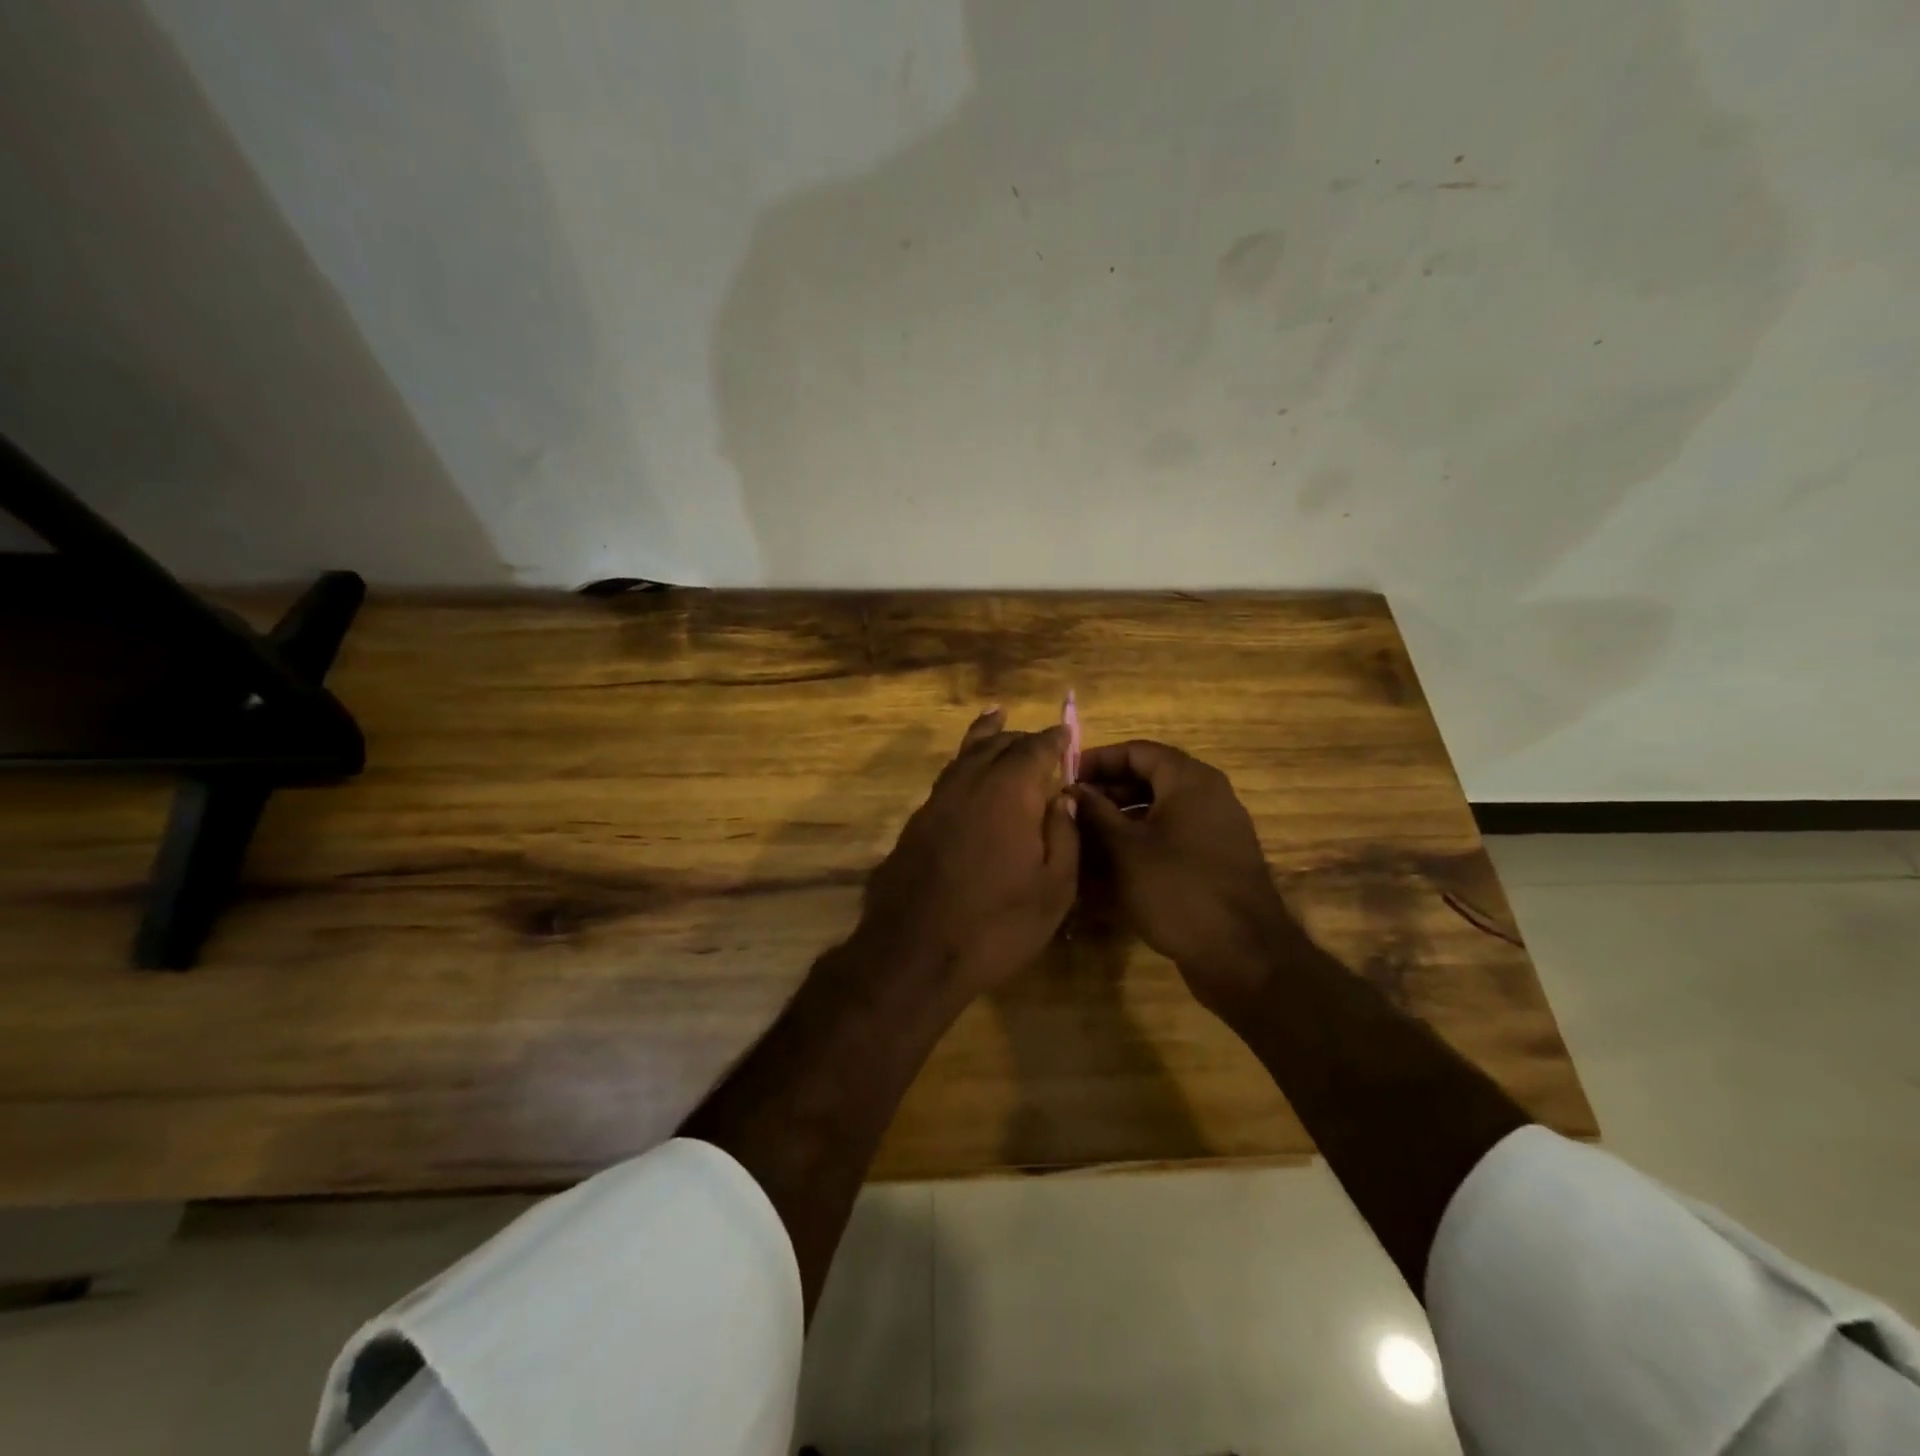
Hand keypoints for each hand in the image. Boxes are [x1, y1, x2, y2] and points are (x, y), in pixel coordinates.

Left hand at [862, 709, 1078, 997]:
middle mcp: (969, 783)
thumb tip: (1063, 797)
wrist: (913, 952)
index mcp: (1008, 791)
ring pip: (964, 755)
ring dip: (985, 739)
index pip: (1036, 750)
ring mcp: (936, 801)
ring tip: (995, 719)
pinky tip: (967, 772)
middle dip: (1020, 739)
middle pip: (996, 745)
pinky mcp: (916, 823)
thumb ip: (1064, 835)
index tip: (1066, 734)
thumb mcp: (1053, 888)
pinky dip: (963, 764)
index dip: (1054, 740)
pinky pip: (947, 778)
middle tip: (1038, 741)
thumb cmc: (996, 924)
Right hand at [1072, 740, 1297, 1015]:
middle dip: (1107, 791)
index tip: (1065, 777)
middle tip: (1071, 809)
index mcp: (1190, 781)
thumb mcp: (1124, 850)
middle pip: (1149, 778)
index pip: (1137, 751)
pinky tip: (1112, 865)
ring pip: (1160, 810)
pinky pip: (1173, 836)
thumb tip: (1072, 790)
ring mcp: (1216, 829)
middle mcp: (1208, 796)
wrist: (1243, 955)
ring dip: (1122, 818)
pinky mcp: (1216, 860)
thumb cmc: (1178, 890)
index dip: (1098, 760)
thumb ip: (1095, 813)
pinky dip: (1142, 841)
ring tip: (1084, 837)